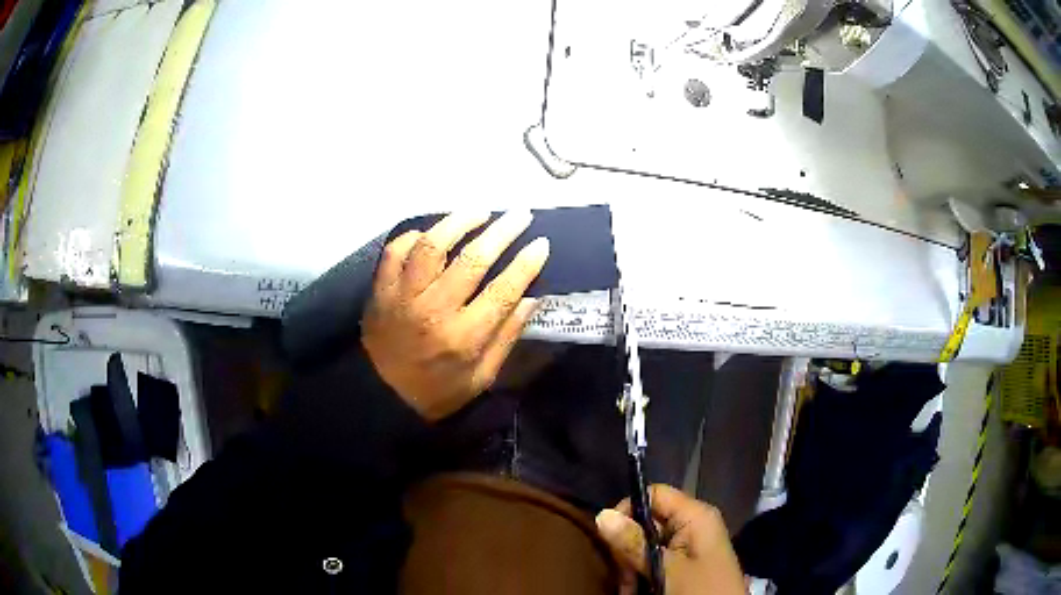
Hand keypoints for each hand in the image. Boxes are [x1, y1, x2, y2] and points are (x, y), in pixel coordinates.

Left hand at [362, 211, 549, 420]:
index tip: (541, 243)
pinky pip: (395, 251)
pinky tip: (431, 234)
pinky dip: (414, 236)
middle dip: (502, 232)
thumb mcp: (481, 377)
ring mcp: (402, 296)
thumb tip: (531, 297)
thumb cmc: (437, 392)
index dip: (526, 264)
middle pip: (472, 260)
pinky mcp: (381, 290)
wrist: (381, 398)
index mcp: (463, 337)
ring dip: (458, 222)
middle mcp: (434, 310)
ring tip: (479, 212)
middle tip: (519, 215)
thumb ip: (507, 337)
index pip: (502, 290)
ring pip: (431, 245)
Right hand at [596, 484, 746, 594]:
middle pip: (646, 522)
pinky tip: (635, 590)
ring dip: (631, 567)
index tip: (610, 538)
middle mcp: (691, 525)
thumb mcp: (666, 569)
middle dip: (628, 549)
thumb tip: (601, 514)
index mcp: (695, 516)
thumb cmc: (700, 589)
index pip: (654, 494)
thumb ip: (634, 543)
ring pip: (646, 545)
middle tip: (623, 576)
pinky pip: (654, 561)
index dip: (628, 510)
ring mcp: (688, 546)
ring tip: (628, 589)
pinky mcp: (684, 565)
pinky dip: (641, 576)